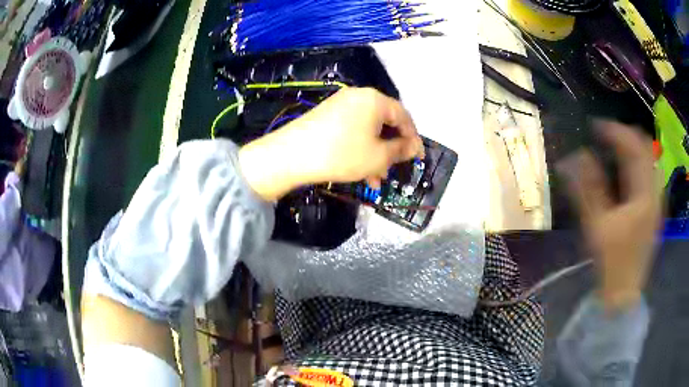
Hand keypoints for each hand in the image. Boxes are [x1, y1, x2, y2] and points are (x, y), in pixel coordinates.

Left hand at [238, 87, 423, 200]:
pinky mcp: (327, 115)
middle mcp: (359, 97)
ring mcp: (341, 104)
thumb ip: (400, 150)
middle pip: (385, 123)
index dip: (414, 139)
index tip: (418, 158)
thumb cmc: (341, 153)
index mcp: (375, 100)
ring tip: (375, 177)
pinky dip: (360, 148)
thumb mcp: (377, 156)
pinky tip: (359, 170)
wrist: (291, 154)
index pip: (404, 117)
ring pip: (368, 130)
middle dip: (391, 149)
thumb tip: (414, 147)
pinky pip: (352, 130)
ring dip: (375, 153)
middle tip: (394, 170)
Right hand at [559, 122, 661, 310]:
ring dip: (634, 147)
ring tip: (617, 146)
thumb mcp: (596, 226)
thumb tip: (573, 157)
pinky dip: (640, 163)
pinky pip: (651, 173)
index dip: (614, 131)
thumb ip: (587, 189)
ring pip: (650, 160)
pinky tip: (629, 169)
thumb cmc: (611, 262)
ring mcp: (658, 201)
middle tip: (607, 134)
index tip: (595, 125)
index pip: (633, 148)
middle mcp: (655, 192)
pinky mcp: (656, 209)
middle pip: (646, 148)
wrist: (624, 291)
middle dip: (626, 135)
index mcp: (643, 195)